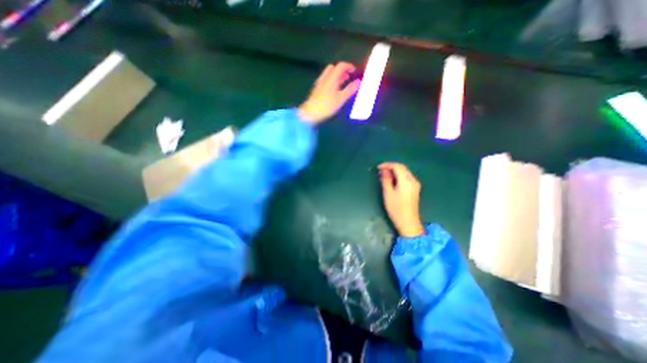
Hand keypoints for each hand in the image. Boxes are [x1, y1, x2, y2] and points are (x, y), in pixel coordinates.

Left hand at [300, 62, 360, 123]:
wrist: (311, 113)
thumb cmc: (327, 105)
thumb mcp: (341, 98)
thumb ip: (350, 89)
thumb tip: (358, 81)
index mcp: (332, 77)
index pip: (341, 65)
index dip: (349, 66)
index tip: (354, 71)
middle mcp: (325, 77)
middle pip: (333, 68)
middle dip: (341, 70)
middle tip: (348, 77)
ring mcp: (319, 83)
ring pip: (328, 74)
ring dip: (336, 76)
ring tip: (342, 84)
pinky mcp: (316, 89)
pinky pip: (325, 80)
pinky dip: (331, 81)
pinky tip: (334, 90)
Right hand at [378, 162, 428, 237]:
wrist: (408, 222)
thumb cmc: (396, 209)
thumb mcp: (388, 193)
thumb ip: (386, 180)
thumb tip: (384, 171)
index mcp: (406, 181)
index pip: (397, 166)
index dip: (387, 165)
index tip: (378, 167)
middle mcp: (413, 180)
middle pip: (402, 168)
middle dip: (391, 167)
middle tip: (380, 170)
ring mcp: (415, 185)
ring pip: (405, 172)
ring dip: (395, 171)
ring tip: (385, 175)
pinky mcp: (415, 189)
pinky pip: (407, 177)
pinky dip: (399, 176)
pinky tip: (392, 180)